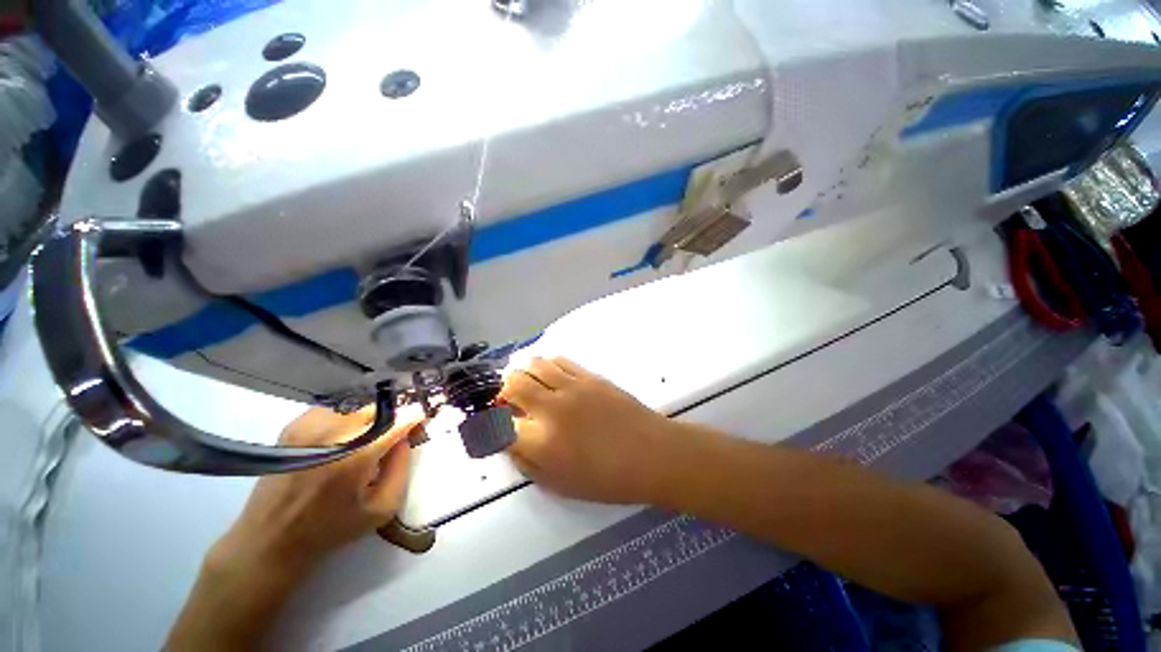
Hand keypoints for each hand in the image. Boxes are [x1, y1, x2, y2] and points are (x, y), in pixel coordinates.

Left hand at [212, 404, 421, 574]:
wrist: (271, 538)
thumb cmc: (331, 528)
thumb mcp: (382, 508)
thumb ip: (402, 467)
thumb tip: (406, 438)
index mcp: (356, 456)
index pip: (399, 420)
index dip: (414, 418)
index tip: (420, 423)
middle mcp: (333, 433)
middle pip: (379, 409)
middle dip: (392, 420)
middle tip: (392, 437)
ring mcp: (310, 426)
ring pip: (358, 408)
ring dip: (369, 421)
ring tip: (364, 443)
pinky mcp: (295, 425)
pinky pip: (335, 410)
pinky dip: (346, 421)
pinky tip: (340, 441)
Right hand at [500, 357, 678, 503]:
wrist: (651, 453)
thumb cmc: (607, 479)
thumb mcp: (559, 485)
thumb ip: (526, 462)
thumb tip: (509, 440)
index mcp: (542, 442)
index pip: (497, 424)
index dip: (487, 423)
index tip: (489, 423)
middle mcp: (552, 408)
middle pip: (512, 384)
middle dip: (502, 391)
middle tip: (507, 400)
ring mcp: (572, 387)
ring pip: (533, 364)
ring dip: (522, 372)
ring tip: (526, 383)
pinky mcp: (589, 376)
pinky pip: (559, 360)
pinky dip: (546, 365)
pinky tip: (549, 375)